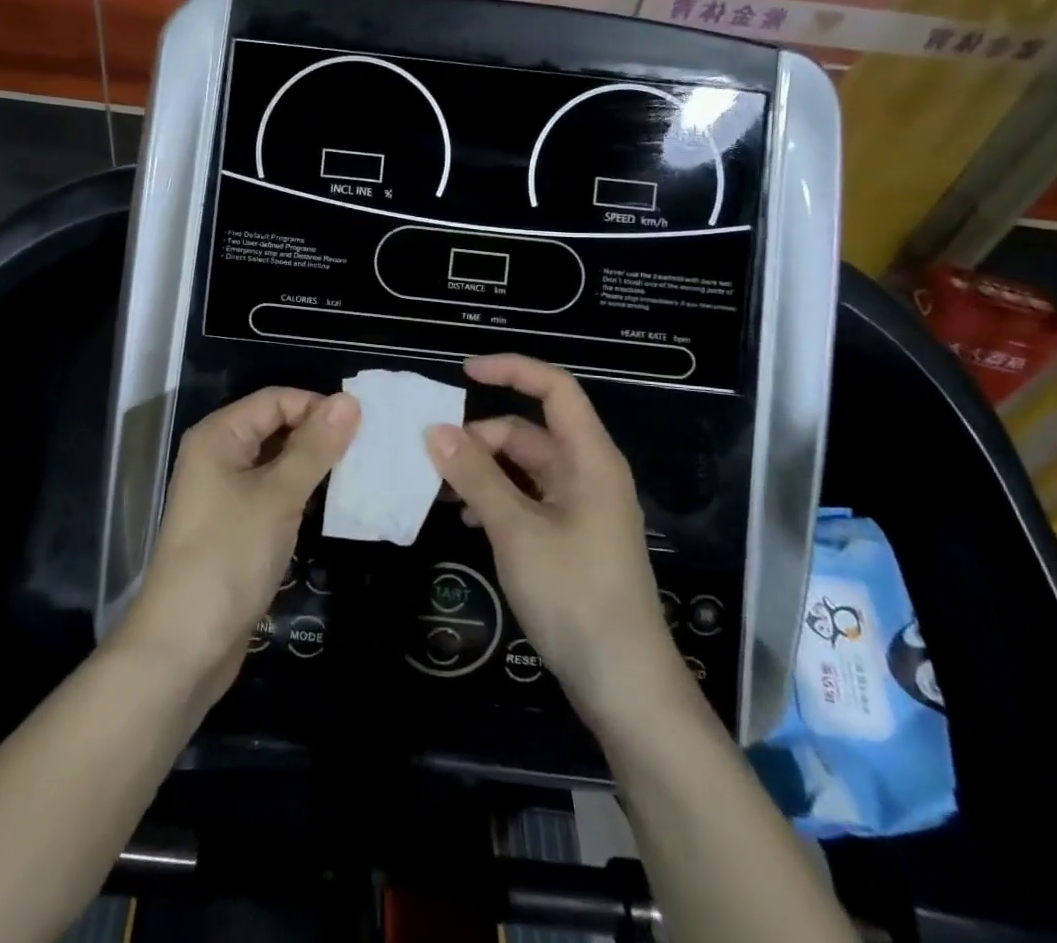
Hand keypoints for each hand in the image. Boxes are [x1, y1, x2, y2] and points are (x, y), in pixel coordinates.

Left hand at [115, 388, 358, 694]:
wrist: (184, 645)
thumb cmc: (229, 556)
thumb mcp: (278, 496)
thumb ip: (315, 447)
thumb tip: (349, 401)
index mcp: (219, 436)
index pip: (276, 400)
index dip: (317, 407)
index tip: (362, 427)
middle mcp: (219, 456)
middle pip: (276, 427)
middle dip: (319, 435)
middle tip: (368, 450)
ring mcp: (225, 493)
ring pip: (278, 462)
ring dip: (314, 465)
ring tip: (360, 474)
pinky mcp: (236, 526)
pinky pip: (274, 493)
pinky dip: (302, 493)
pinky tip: (332, 505)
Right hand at [427, 354, 686, 726]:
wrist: (625, 687)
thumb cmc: (575, 597)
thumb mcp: (516, 532)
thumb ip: (475, 477)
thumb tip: (434, 431)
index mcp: (590, 460)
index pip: (555, 389)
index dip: (512, 370)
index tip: (462, 373)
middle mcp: (588, 474)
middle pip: (529, 431)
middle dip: (480, 437)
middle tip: (431, 458)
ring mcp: (580, 507)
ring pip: (523, 468)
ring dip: (483, 470)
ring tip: (439, 489)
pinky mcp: (571, 537)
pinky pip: (527, 498)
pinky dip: (495, 498)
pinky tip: (466, 520)